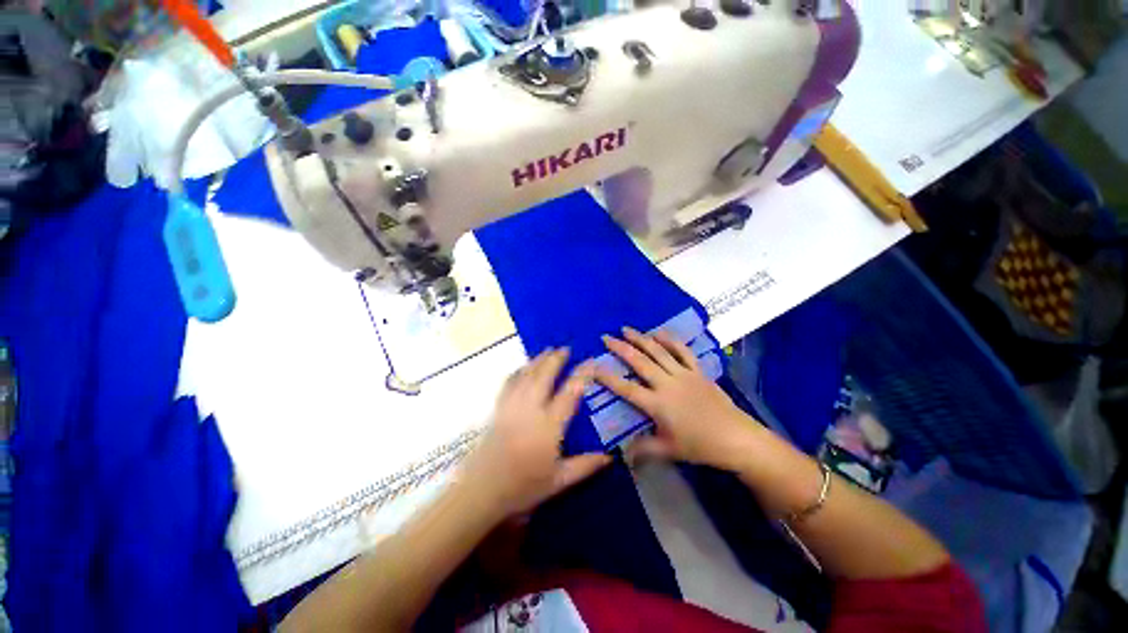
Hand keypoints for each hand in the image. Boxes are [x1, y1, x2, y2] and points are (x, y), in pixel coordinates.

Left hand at [461, 349, 611, 515]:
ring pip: (526, 375)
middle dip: (555, 359)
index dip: (581, 375)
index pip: (569, 393)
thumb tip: (610, 456)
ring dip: (538, 360)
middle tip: (565, 348)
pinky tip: (522, 368)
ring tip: (547, 350)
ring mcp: (511, 407)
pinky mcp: (498, 409)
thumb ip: (585, 466)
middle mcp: (530, 410)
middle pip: (544, 376)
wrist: (481, 491)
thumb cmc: (522, 488)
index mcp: (548, 426)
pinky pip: (508, 383)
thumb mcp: (558, 481)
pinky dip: (517, 371)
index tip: (590, 361)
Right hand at [597, 327, 759, 469]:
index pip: (626, 388)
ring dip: (641, 338)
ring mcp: (683, 374)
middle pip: (640, 362)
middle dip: (621, 348)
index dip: (608, 377)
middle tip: (606, 337)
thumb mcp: (669, 450)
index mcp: (657, 404)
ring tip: (626, 329)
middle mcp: (667, 384)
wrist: (736, 438)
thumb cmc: (700, 446)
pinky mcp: (697, 371)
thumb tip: (622, 454)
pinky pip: (682, 351)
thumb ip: (643, 449)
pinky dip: (670, 340)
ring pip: (658, 351)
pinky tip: (659, 332)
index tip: (593, 366)